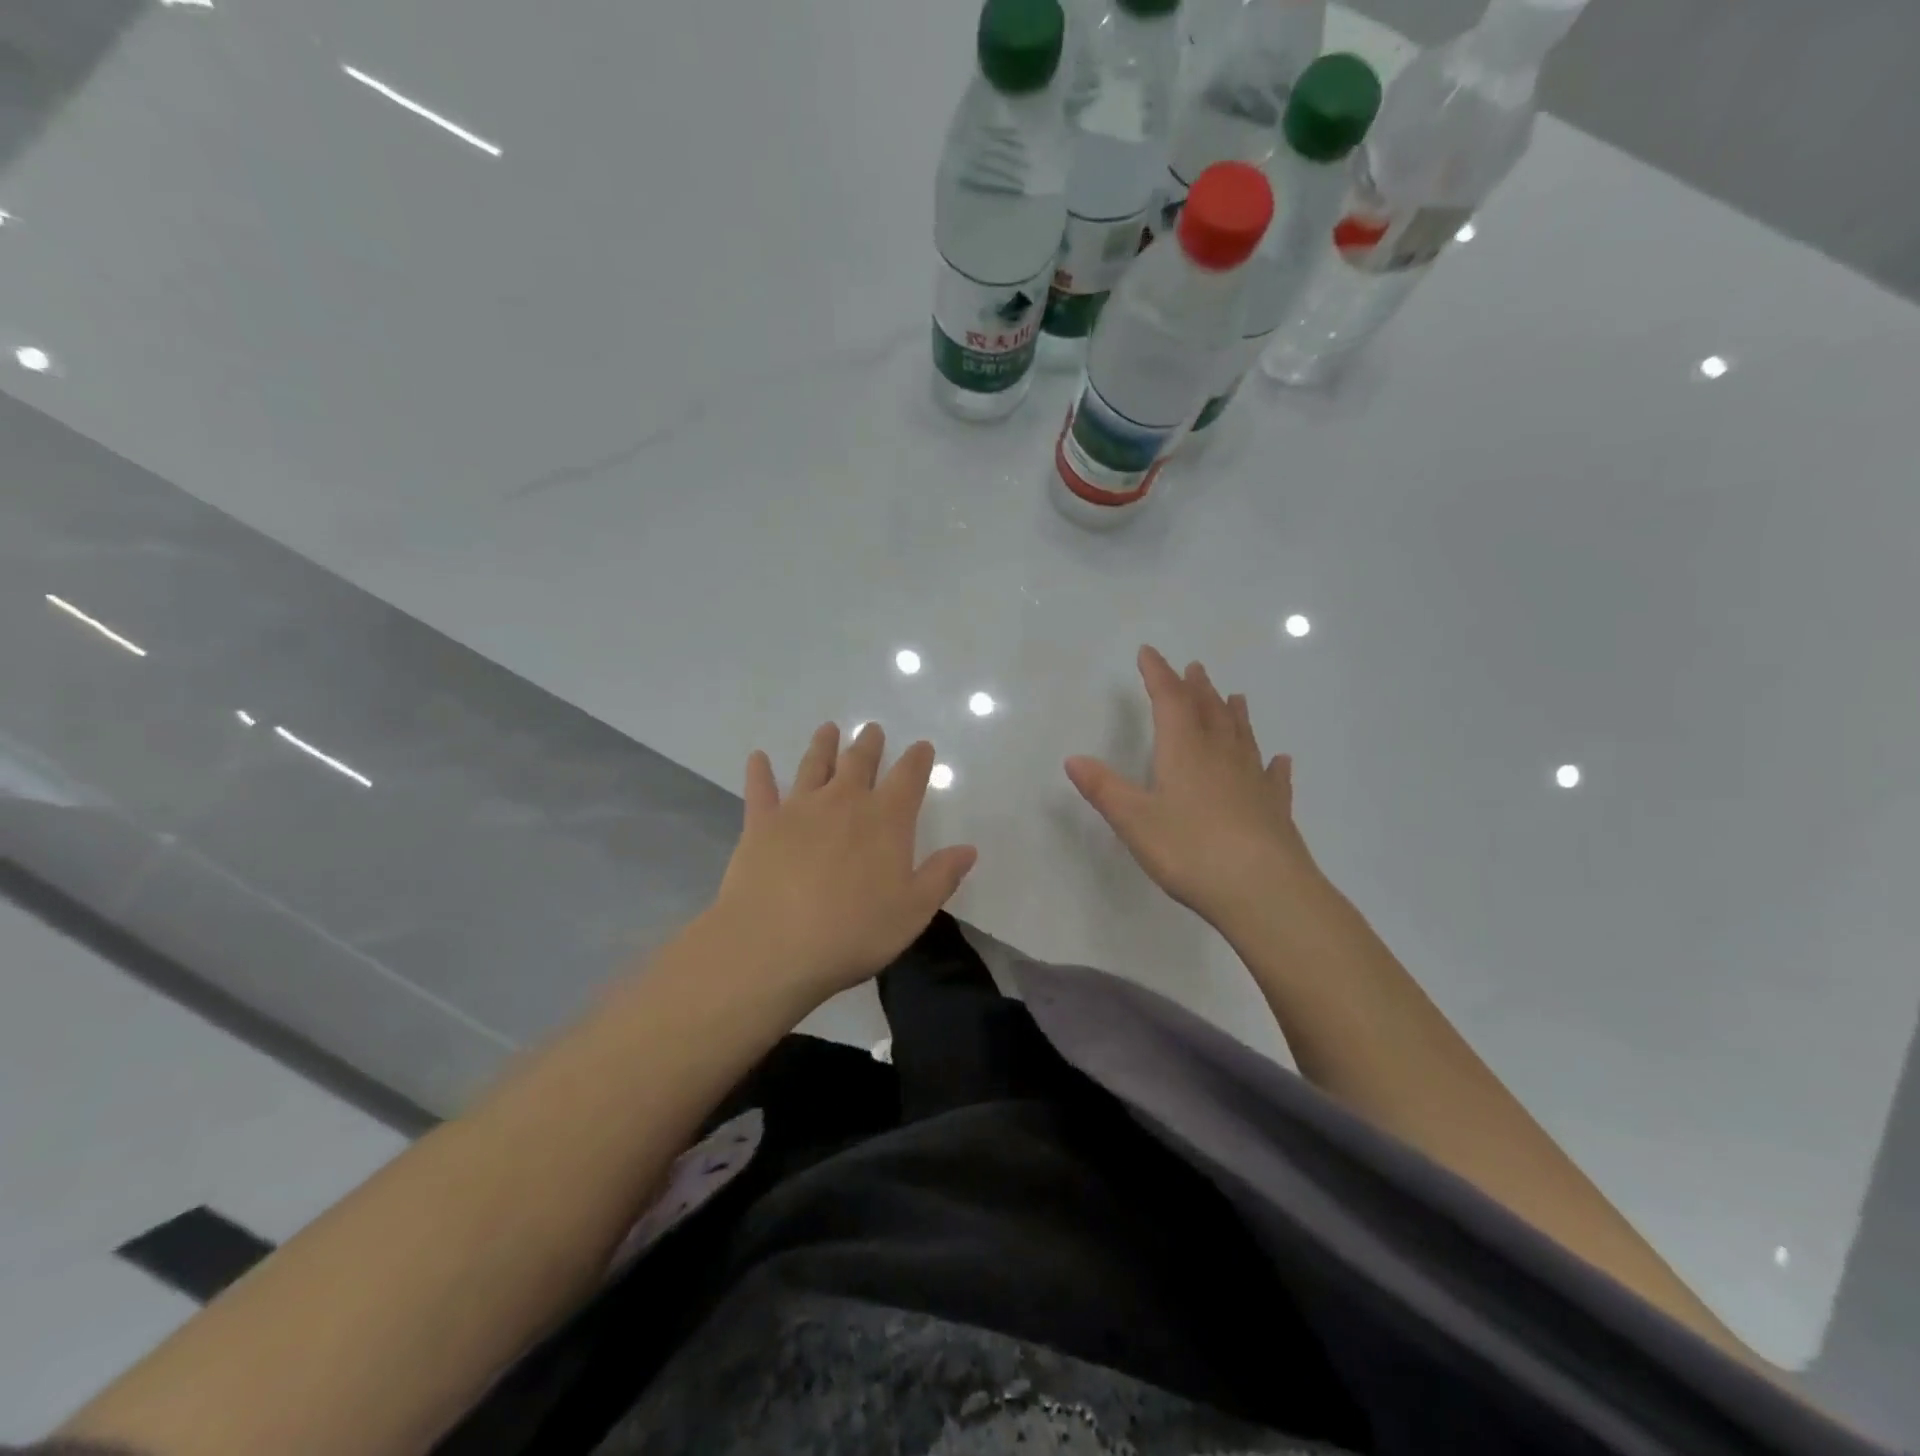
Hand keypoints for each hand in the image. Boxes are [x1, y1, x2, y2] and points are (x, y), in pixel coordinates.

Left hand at [707, 722, 977, 1001]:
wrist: (773, 944)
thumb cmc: (853, 931)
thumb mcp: (913, 911)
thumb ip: (941, 876)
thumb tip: (968, 849)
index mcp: (886, 819)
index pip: (908, 777)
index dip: (917, 759)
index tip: (922, 746)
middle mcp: (844, 802)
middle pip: (860, 762)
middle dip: (869, 744)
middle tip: (872, 729)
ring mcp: (799, 808)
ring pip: (814, 765)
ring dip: (824, 745)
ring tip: (828, 729)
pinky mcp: (761, 823)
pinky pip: (761, 789)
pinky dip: (760, 771)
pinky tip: (758, 757)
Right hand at [1065, 646, 1318, 928]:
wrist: (1264, 891)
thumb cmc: (1190, 851)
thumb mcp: (1134, 820)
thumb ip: (1104, 788)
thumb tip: (1073, 758)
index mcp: (1185, 751)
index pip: (1169, 701)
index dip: (1158, 674)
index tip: (1149, 652)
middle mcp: (1221, 756)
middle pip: (1209, 711)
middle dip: (1197, 688)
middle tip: (1194, 668)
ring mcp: (1253, 781)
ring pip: (1242, 736)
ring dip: (1234, 714)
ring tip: (1234, 697)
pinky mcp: (1275, 809)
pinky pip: (1273, 777)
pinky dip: (1272, 764)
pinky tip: (1279, 760)